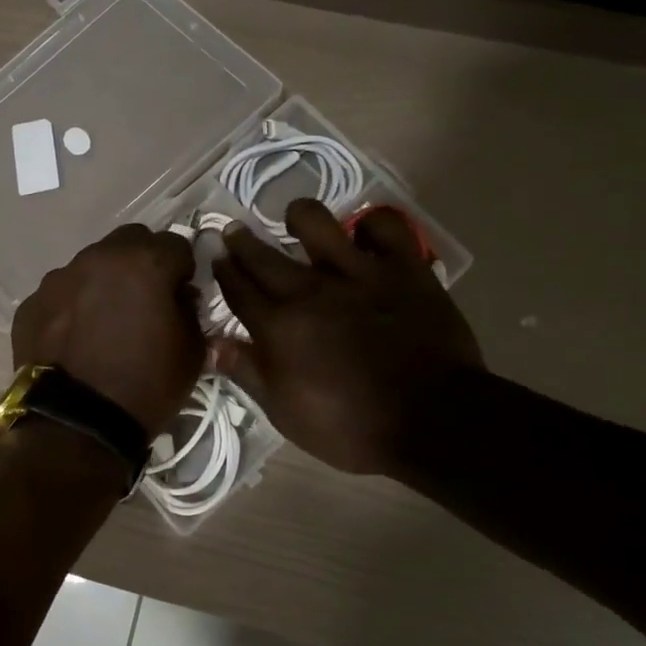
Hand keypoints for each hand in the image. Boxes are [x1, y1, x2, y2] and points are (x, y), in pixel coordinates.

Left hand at [13, 225, 205, 435]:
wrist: (76, 426)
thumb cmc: (146, 387)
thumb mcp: (193, 352)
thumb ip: (190, 310)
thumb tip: (177, 296)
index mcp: (144, 263)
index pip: (177, 244)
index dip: (184, 270)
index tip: (182, 295)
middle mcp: (98, 258)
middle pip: (130, 242)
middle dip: (144, 263)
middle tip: (146, 301)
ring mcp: (58, 279)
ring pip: (91, 265)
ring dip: (105, 283)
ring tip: (105, 324)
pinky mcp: (31, 304)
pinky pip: (61, 294)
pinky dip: (73, 308)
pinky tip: (76, 340)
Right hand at [211, 200, 484, 474]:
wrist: (433, 421)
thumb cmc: (351, 427)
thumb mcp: (286, 413)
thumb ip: (249, 372)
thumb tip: (212, 344)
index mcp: (279, 327)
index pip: (238, 289)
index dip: (222, 270)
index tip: (215, 257)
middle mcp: (310, 291)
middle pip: (263, 255)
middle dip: (242, 241)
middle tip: (234, 230)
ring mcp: (358, 273)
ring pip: (316, 222)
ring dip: (299, 217)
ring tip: (296, 221)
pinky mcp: (403, 268)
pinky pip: (383, 226)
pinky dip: (371, 226)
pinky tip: (364, 236)